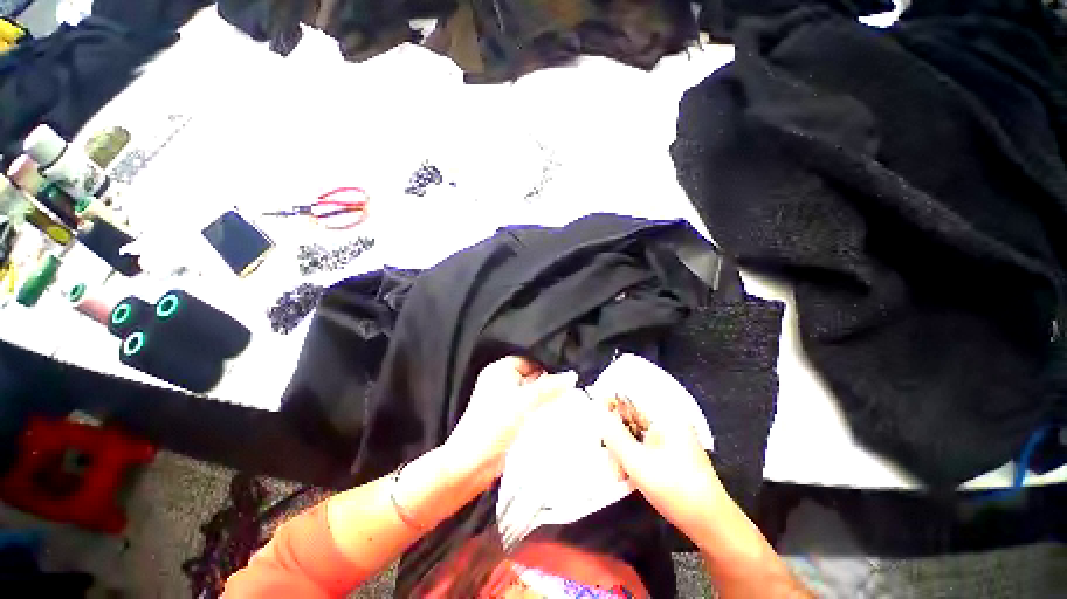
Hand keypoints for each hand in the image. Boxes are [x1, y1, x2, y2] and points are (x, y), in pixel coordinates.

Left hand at [444, 356, 576, 488]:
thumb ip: (549, 388)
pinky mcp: (509, 418)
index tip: (566, 375)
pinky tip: (555, 415)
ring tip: (566, 401)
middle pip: (532, 377)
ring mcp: (505, 401)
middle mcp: (501, 383)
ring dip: (546, 399)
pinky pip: (529, 409)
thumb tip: (571, 376)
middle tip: (570, 388)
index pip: (529, 360)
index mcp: (500, 371)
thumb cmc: (492, 425)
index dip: (547, 366)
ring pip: (532, 394)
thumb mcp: (524, 402)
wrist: (472, 464)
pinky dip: (541, 411)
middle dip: (549, 384)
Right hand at [595, 398, 726, 545]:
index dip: (610, 402)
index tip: (596, 418)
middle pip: (630, 417)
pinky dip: (633, 457)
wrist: (713, 525)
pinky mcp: (670, 450)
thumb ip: (614, 436)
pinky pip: (643, 445)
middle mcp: (668, 420)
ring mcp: (670, 436)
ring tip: (621, 475)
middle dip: (617, 437)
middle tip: (611, 459)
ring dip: (623, 451)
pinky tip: (629, 476)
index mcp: (666, 415)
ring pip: (635, 433)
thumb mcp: (639, 464)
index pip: (630, 395)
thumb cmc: (677, 491)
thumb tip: (598, 414)